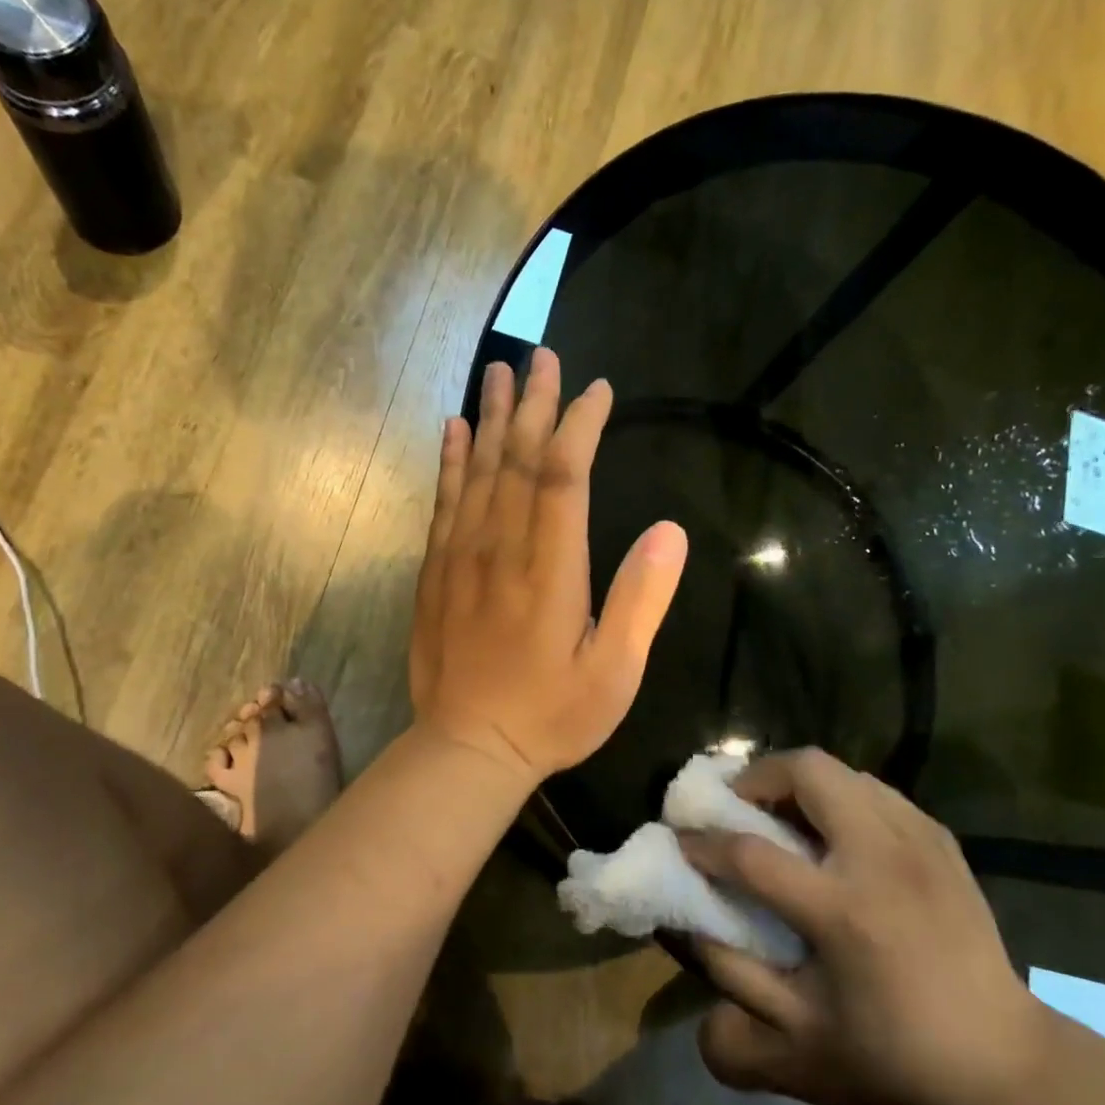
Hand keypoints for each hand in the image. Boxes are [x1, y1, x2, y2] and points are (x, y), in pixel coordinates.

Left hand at [409, 348, 687, 787]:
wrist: (466, 748)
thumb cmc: (550, 716)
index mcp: (549, 569)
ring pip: (476, 471)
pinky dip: (450, 461)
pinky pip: (443, 502)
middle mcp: (500, 549)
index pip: (562, 476)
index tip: (596, 390)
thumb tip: (669, 531)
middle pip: (517, 460)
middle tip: (544, 356)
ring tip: (499, 371)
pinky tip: (455, 430)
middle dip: (535, 404)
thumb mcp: (614, 673)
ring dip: (491, 418)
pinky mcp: (435, 572)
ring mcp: (460, 557)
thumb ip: (641, 600)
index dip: (579, 426)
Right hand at [678, 749, 1047, 1104]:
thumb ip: (730, 988)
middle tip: (737, 808)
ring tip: (783, 818)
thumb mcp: (797, 1052)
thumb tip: (686, 929)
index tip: (682, 841)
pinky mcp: (942, 842)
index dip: (703, 842)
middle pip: (807, 770)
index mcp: (844, 911)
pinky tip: (835, 837)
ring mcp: (919, 842)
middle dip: (756, 777)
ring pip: (843, 771)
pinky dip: (840, 797)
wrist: (1011, 1076)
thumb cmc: (897, 1067)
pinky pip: (875, 791)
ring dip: (799, 784)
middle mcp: (882, 858)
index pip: (749, 853)